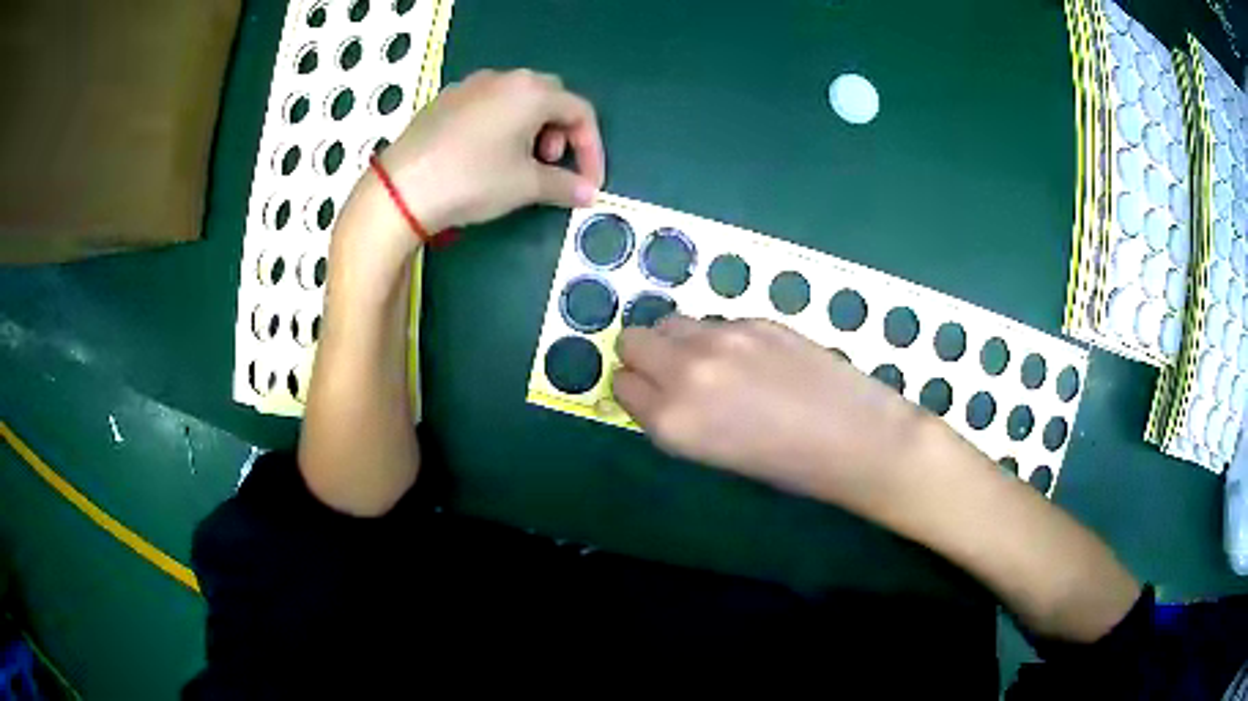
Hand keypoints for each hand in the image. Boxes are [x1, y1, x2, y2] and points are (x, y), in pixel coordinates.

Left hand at [374, 68, 603, 242]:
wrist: (402, 188)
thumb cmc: (473, 180)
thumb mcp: (525, 186)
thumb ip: (565, 185)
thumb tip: (589, 192)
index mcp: (532, 92)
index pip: (580, 112)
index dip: (592, 148)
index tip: (588, 181)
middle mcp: (504, 79)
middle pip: (550, 98)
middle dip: (560, 132)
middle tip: (549, 164)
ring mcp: (471, 85)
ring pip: (517, 99)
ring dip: (531, 127)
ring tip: (517, 161)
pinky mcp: (445, 99)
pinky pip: (487, 104)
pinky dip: (501, 124)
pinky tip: (485, 154)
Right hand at [613, 316, 934, 509]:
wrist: (855, 438)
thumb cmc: (787, 466)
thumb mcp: (712, 455)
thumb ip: (674, 417)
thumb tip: (657, 388)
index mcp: (672, 420)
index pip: (621, 384)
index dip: (636, 390)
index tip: (652, 397)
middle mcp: (685, 372)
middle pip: (633, 339)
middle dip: (645, 356)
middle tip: (673, 375)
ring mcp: (721, 338)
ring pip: (670, 321)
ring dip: (677, 340)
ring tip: (713, 364)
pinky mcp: (754, 319)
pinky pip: (713, 321)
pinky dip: (717, 336)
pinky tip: (752, 359)